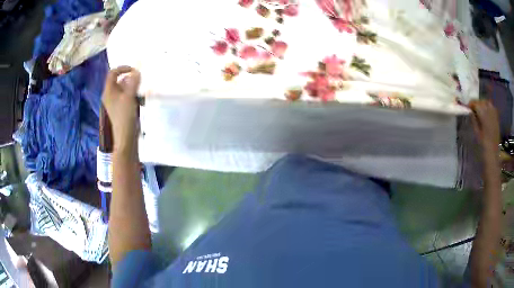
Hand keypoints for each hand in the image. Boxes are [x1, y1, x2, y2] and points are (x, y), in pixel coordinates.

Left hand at [102, 66, 140, 152]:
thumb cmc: (125, 116)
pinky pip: (126, 97)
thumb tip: (136, 71)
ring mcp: (115, 102)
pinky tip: (140, 101)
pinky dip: (133, 95)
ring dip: (133, 87)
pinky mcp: (120, 109)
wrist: (125, 137)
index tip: (134, 70)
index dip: (122, 68)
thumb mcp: (129, 97)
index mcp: (109, 91)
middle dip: (130, 79)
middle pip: (119, 80)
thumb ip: (133, 82)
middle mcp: (110, 95)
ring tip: (141, 92)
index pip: (112, 73)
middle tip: (139, 81)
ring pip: (123, 89)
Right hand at [469, 100, 499, 152]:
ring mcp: (494, 115)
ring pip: (487, 103)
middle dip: (477, 103)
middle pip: (482, 102)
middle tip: (473, 108)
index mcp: (483, 115)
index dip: (471, 104)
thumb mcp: (476, 133)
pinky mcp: (497, 118)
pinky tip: (486, 112)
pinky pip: (492, 108)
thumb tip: (470, 111)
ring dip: (483, 104)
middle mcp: (489, 112)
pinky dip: (488, 107)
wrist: (492, 154)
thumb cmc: (483, 145)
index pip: (476, 104)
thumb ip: (473, 120)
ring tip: (480, 109)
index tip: (467, 107)